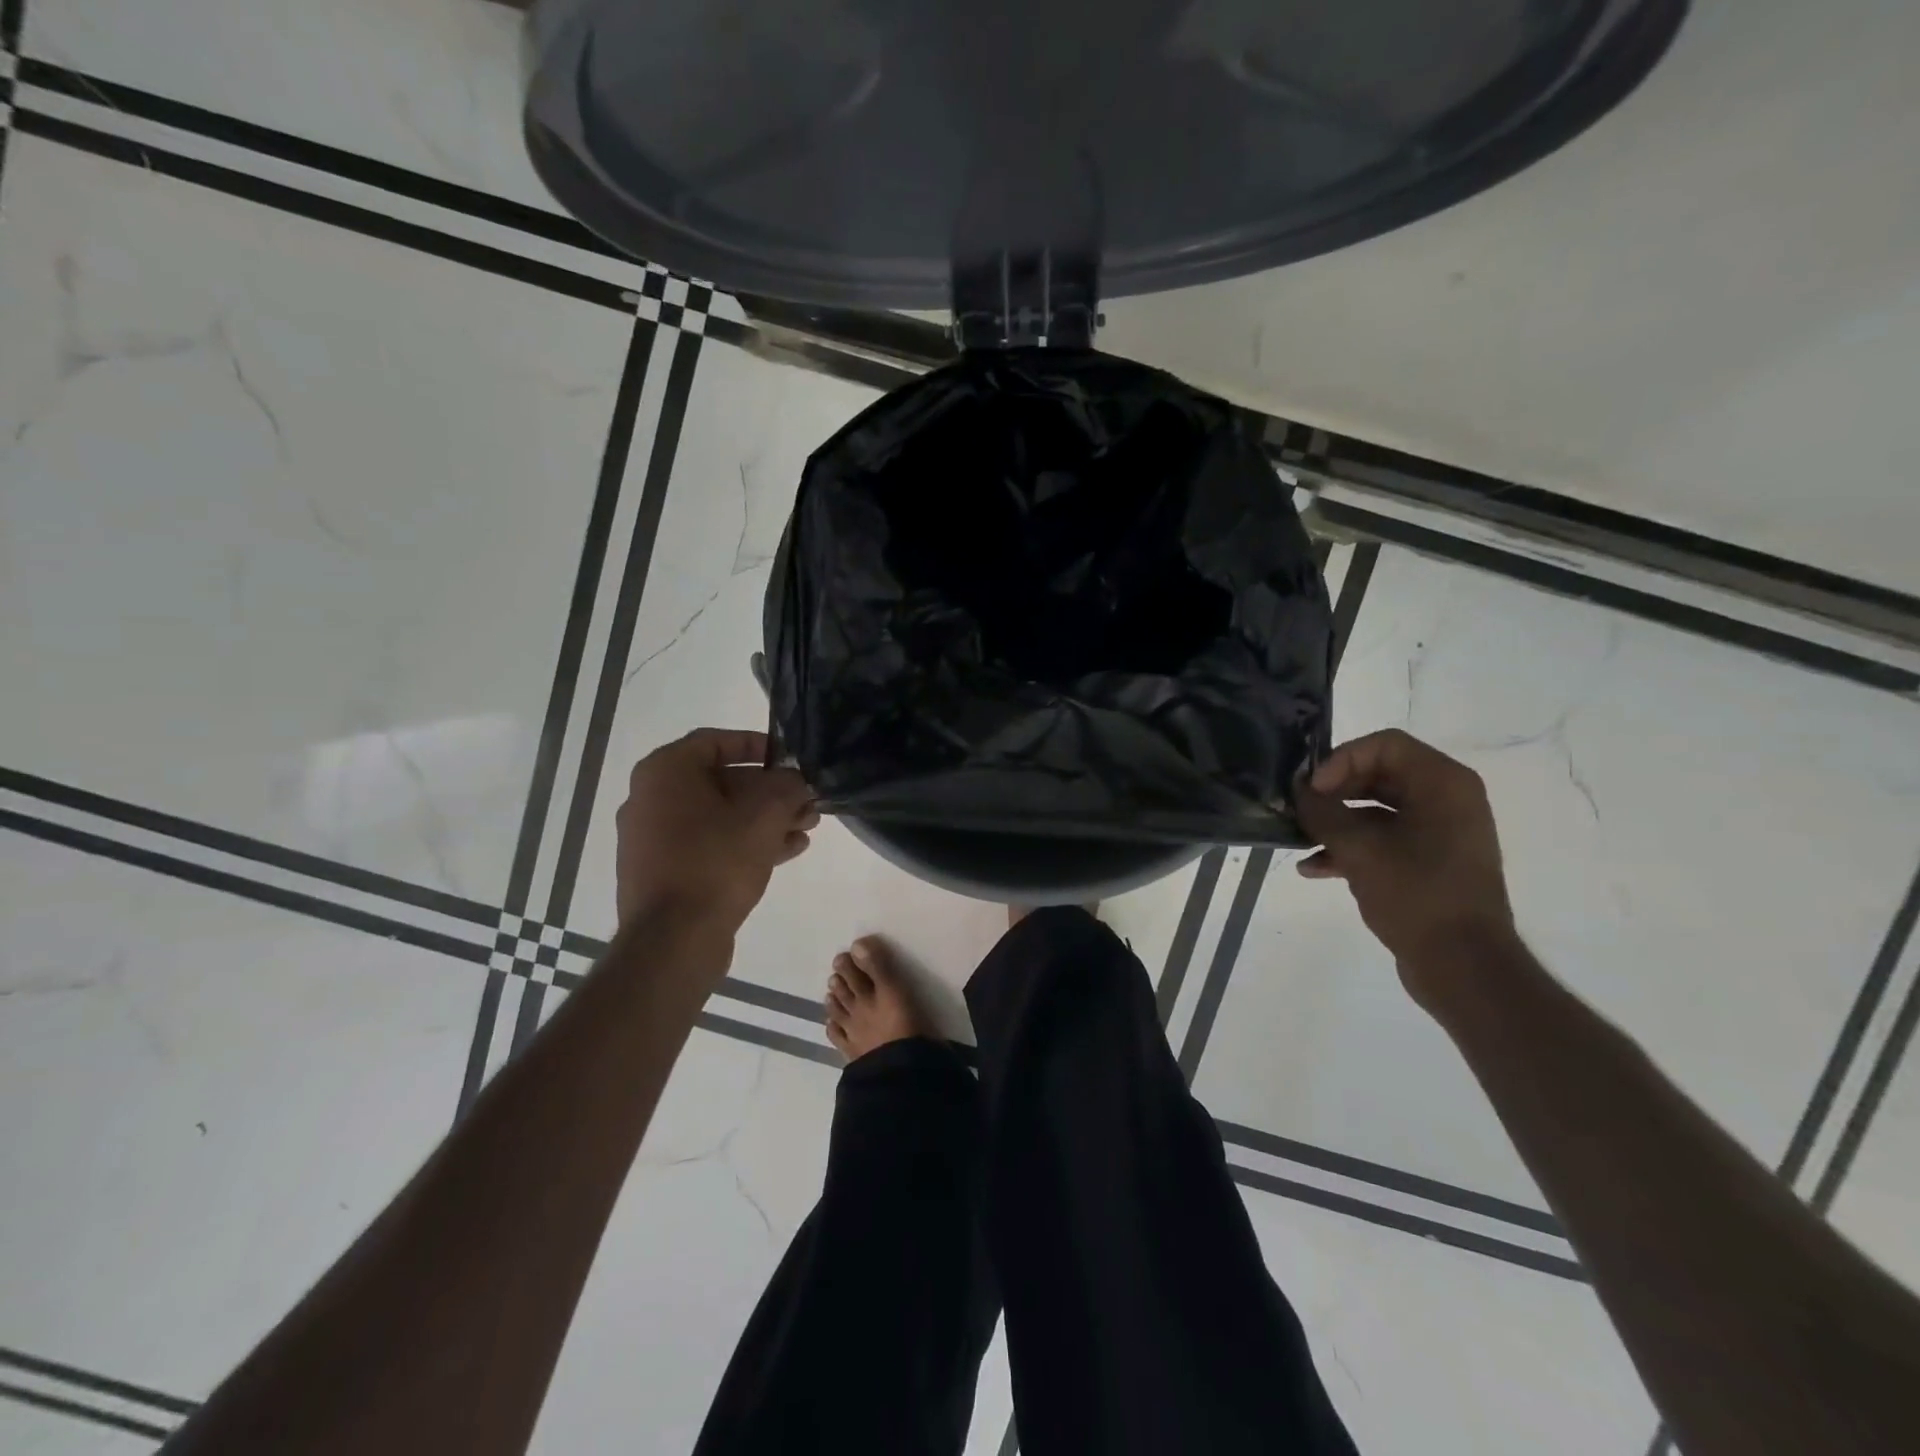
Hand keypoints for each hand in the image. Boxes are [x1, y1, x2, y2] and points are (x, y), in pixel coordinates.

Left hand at [615, 729, 817, 936]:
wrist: (673, 940)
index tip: (788, 759)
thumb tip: (795, 781)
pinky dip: (744, 842)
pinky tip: (787, 851)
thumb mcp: (765, 816)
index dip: (758, 745)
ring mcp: (653, 838)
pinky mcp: (663, 871)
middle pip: (721, 782)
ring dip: (765, 819)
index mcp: (665, 773)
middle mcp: (651, 799)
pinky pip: (709, 844)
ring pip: (719, 816)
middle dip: (770, 791)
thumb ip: (787, 787)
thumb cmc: (716, 862)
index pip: (715, 741)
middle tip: (806, 801)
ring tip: (806, 827)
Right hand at [1291, 729, 1517, 993]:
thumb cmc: (1416, 895)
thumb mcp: (1359, 849)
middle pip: (1378, 774)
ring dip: (1336, 821)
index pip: (1384, 745)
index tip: (1313, 790)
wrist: (1463, 965)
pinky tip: (1314, 868)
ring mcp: (1440, 832)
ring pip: (1376, 809)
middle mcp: (1446, 800)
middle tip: (1300, 810)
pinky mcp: (1429, 861)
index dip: (1341, 760)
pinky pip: (1384, 839)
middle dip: (1334, 791)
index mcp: (1442, 784)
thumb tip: (1299, 792)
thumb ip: (1323, 813)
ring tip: (1300, 839)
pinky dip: (1351, 847)